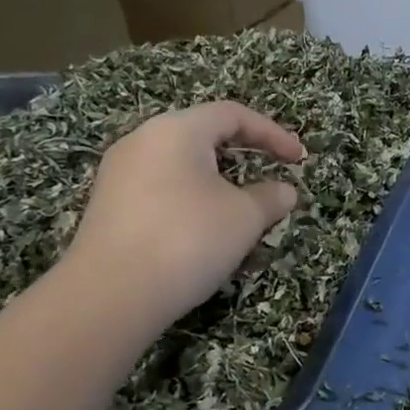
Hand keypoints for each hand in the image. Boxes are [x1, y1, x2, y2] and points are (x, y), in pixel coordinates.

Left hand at [63, 102, 304, 323]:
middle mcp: (143, 142)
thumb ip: (271, 197)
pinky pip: (163, 189)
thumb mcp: (245, 217)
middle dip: (244, 155)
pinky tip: (206, 230)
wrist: (110, 295)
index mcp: (176, 130)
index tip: (299, 158)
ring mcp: (120, 175)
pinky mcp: (110, 207)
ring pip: (182, 165)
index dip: (272, 132)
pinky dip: (193, 200)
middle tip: (272, 174)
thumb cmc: (188, 239)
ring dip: (220, 182)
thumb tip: (285, 191)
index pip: (232, 114)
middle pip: (204, 136)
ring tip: (243, 208)